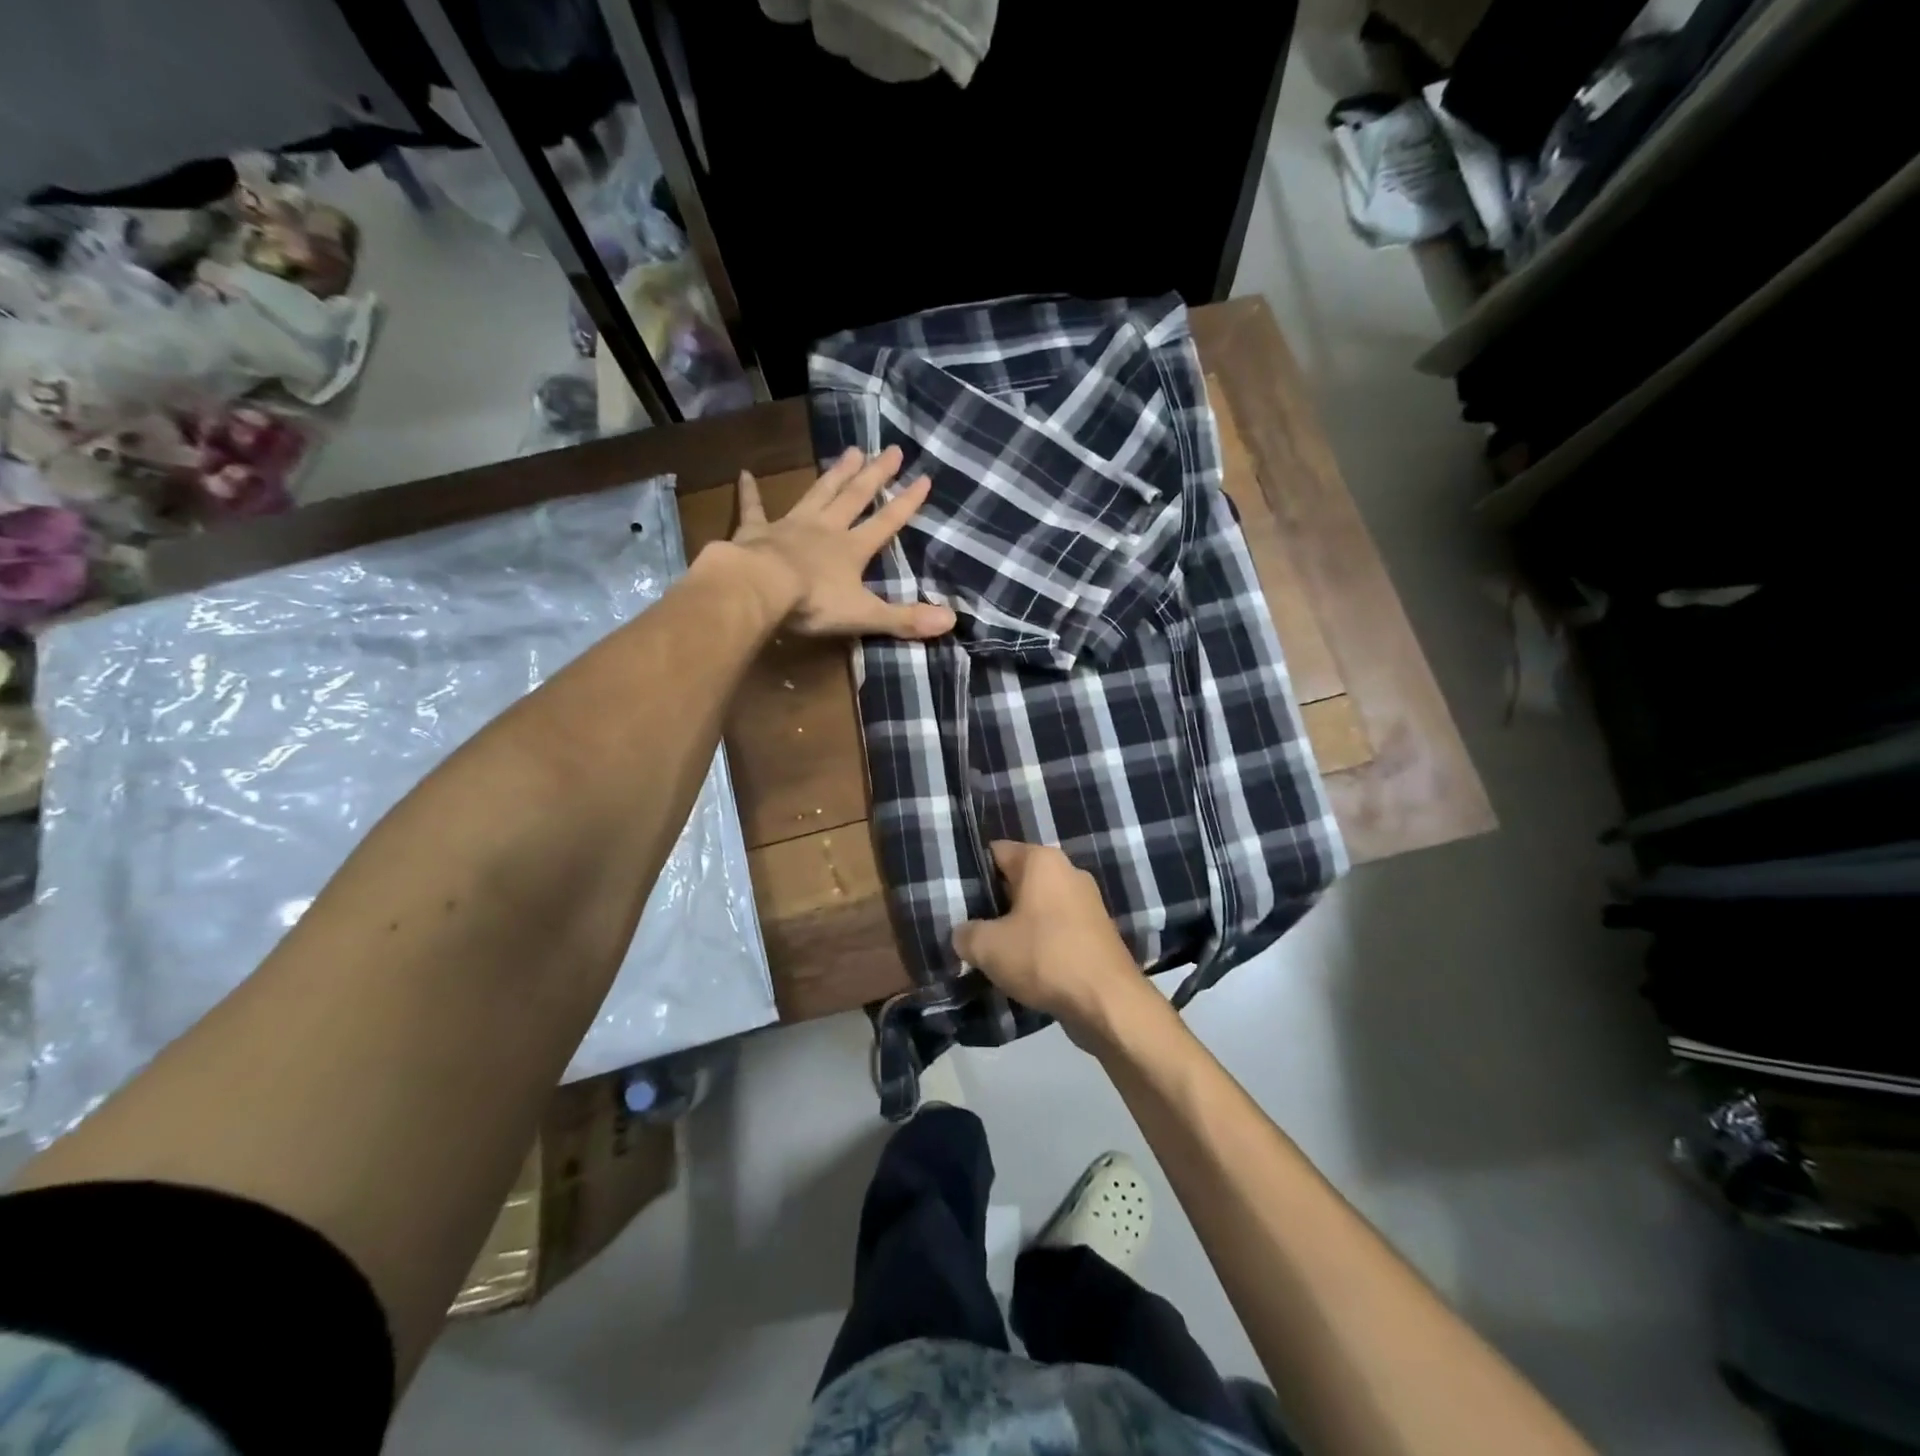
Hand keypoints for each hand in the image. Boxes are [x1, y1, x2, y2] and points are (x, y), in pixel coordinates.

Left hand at [729, 445, 956, 639]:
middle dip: (875, 474)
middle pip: (855, 497)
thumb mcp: (865, 615)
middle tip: (891, 449)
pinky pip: (753, 508)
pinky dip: (750, 492)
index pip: (886, 523)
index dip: (906, 503)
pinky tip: (744, 473)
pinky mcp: (756, 531)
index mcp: (852, 549)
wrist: (759, 589)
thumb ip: (905, 618)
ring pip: (818, 493)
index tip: (924, 479)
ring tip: (850, 451)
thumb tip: (951, 621)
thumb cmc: (814, 603)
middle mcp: (826, 529)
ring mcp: (791, 526)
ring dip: (835, 474)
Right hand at [953, 841, 1164, 1045]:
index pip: (995, 852)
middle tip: (967, 926)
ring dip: (1016, 926)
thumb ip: (965, 933)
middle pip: (1017, 879)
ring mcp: (1086, 901)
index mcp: (1042, 860)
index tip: (954, 897)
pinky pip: (1056, 928)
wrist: (1108, 1002)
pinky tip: (1023, 966)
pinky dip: (1039, 942)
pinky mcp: (1096, 931)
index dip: (971, 873)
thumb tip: (964, 934)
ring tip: (991, 951)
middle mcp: (1067, 871)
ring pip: (1037, 906)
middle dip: (993, 902)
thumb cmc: (1044, 958)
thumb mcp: (987, 947)